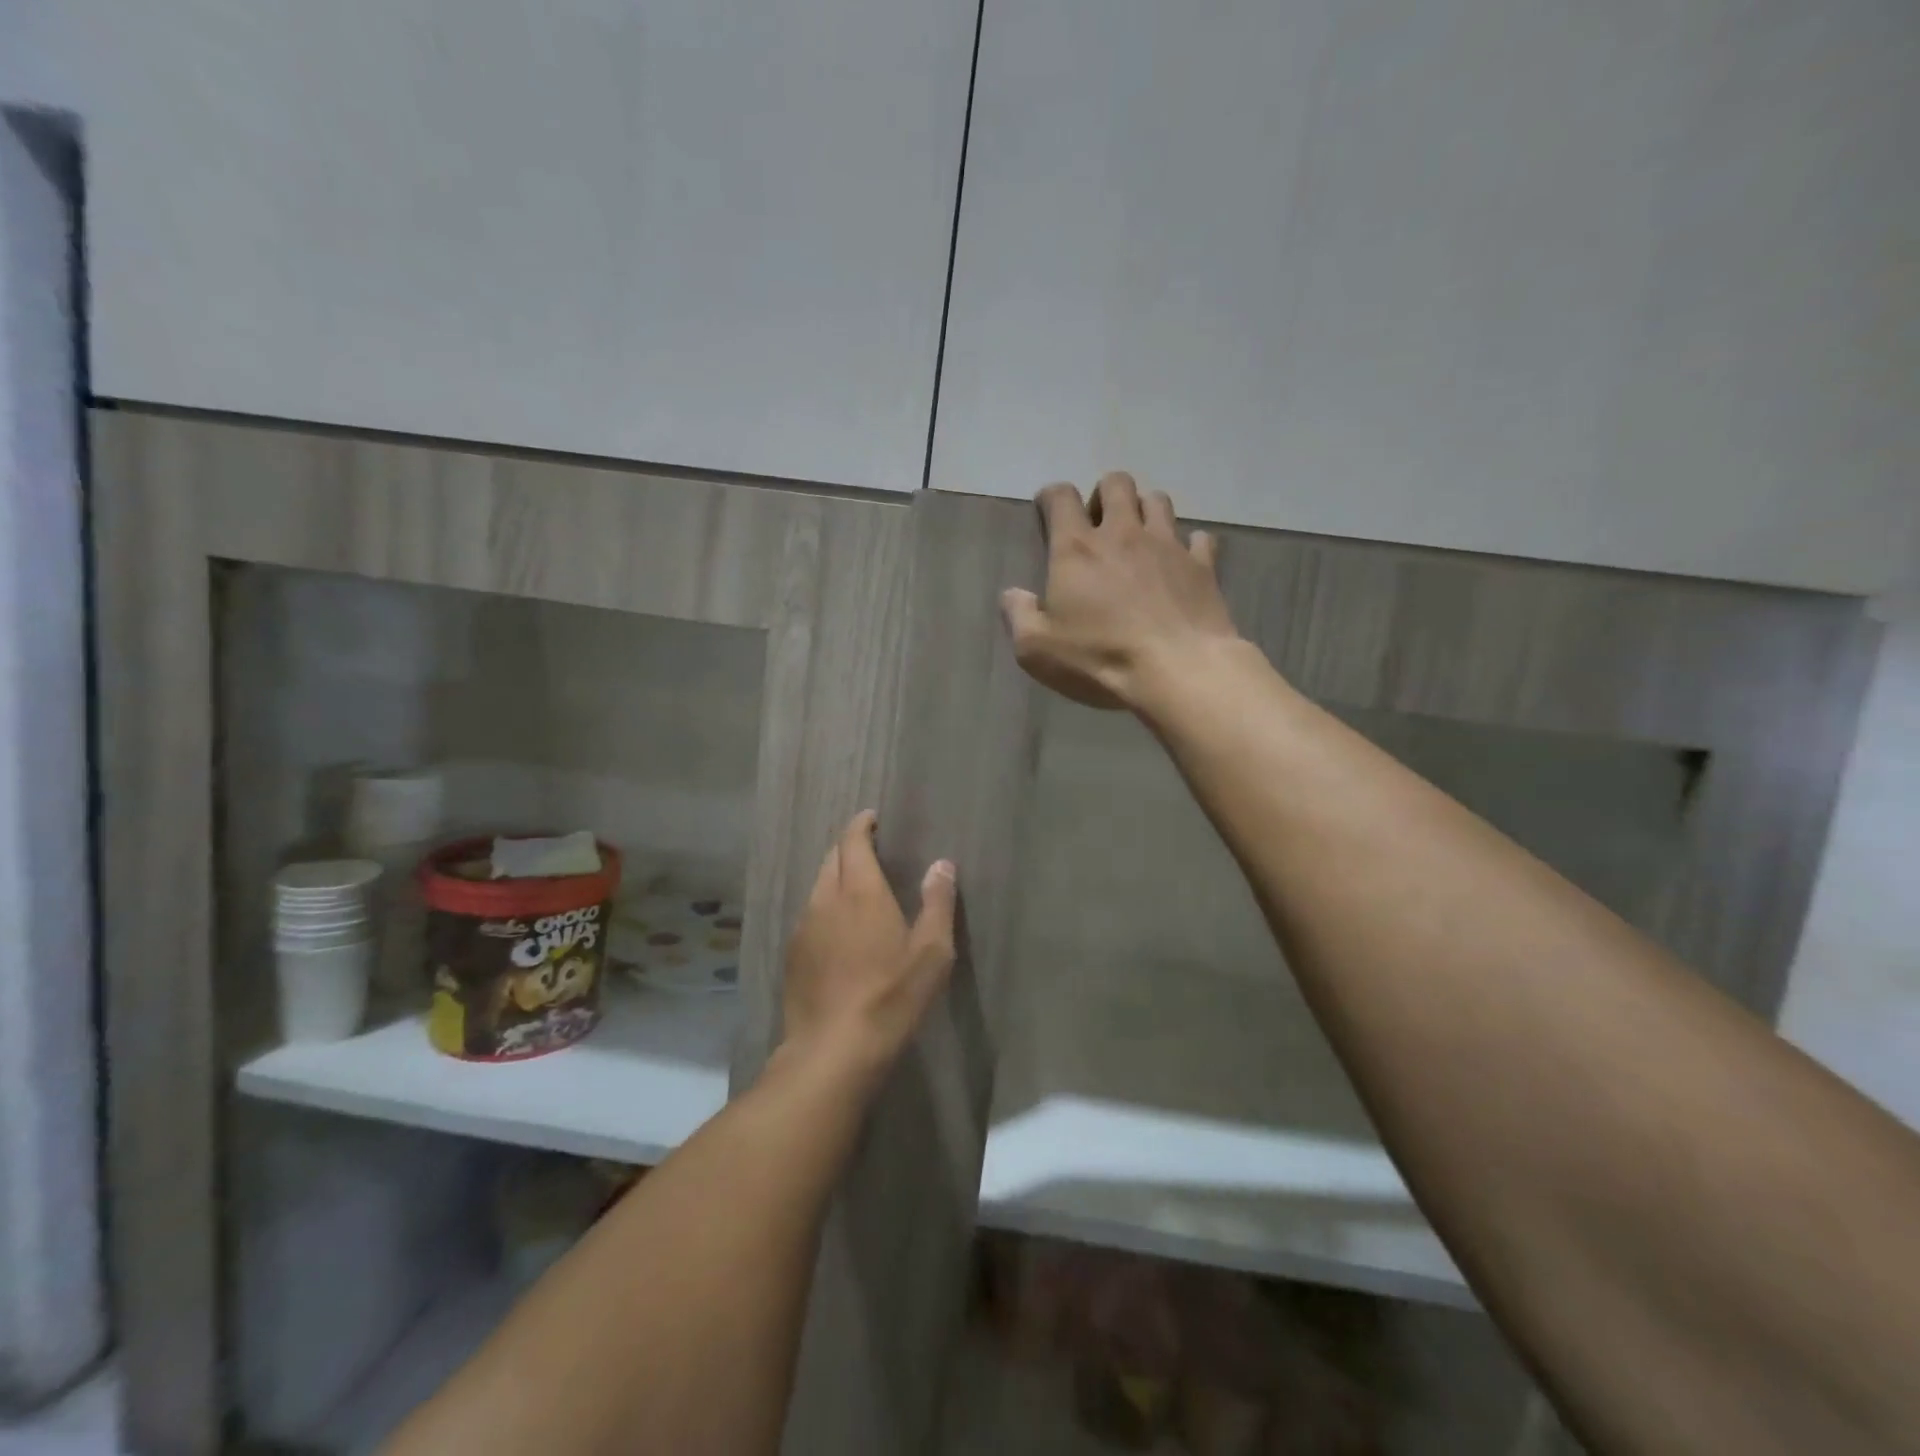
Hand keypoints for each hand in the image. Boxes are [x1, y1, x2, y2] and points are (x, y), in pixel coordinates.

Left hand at [780, 811, 956, 1082]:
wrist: (833, 1050)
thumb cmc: (891, 996)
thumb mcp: (932, 952)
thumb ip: (937, 903)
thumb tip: (942, 864)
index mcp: (860, 891)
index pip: (853, 842)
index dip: (861, 825)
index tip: (871, 818)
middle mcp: (826, 900)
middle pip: (832, 859)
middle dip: (848, 848)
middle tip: (868, 849)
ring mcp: (804, 928)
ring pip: (817, 887)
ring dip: (835, 877)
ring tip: (855, 887)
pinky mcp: (793, 955)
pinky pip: (809, 915)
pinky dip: (825, 907)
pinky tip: (837, 930)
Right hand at [1000, 473, 1237, 710]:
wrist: (1178, 671)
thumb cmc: (1100, 658)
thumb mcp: (1037, 649)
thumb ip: (1018, 616)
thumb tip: (1012, 594)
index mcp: (1077, 549)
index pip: (1061, 497)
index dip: (1051, 497)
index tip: (1047, 509)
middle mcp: (1123, 533)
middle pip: (1116, 484)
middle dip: (1104, 494)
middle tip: (1098, 524)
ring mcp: (1168, 545)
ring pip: (1158, 500)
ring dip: (1144, 509)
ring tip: (1138, 535)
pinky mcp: (1202, 566)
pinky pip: (1199, 538)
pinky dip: (1189, 544)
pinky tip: (1181, 561)